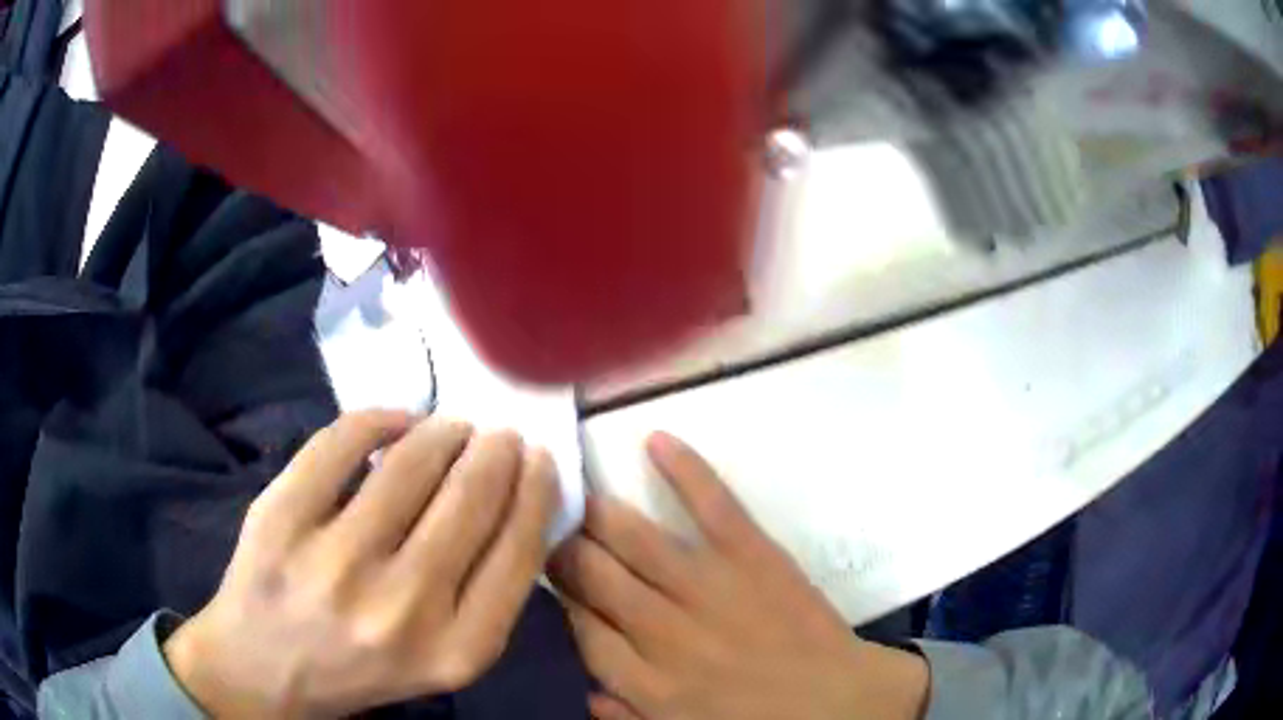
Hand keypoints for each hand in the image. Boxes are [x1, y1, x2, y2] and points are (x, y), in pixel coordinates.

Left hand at [164, 411, 559, 717]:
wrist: (262, 670)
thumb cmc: (360, 669)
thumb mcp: (441, 659)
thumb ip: (483, 596)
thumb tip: (513, 502)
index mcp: (455, 650)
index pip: (518, 551)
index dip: (535, 492)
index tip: (538, 460)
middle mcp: (402, 607)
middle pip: (470, 500)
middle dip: (496, 452)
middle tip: (498, 435)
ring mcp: (334, 559)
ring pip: (410, 462)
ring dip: (444, 432)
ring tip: (452, 427)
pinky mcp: (281, 517)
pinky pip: (343, 441)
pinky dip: (379, 418)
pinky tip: (396, 421)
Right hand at [549, 433, 927, 719]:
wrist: (841, 705)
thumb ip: (628, 712)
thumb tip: (588, 689)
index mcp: (643, 680)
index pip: (579, 625)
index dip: (562, 595)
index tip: (558, 579)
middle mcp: (661, 630)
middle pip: (592, 574)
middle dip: (566, 548)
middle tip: (559, 531)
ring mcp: (709, 587)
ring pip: (634, 538)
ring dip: (599, 512)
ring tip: (579, 494)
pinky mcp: (753, 555)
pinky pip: (712, 505)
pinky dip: (684, 468)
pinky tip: (656, 440)